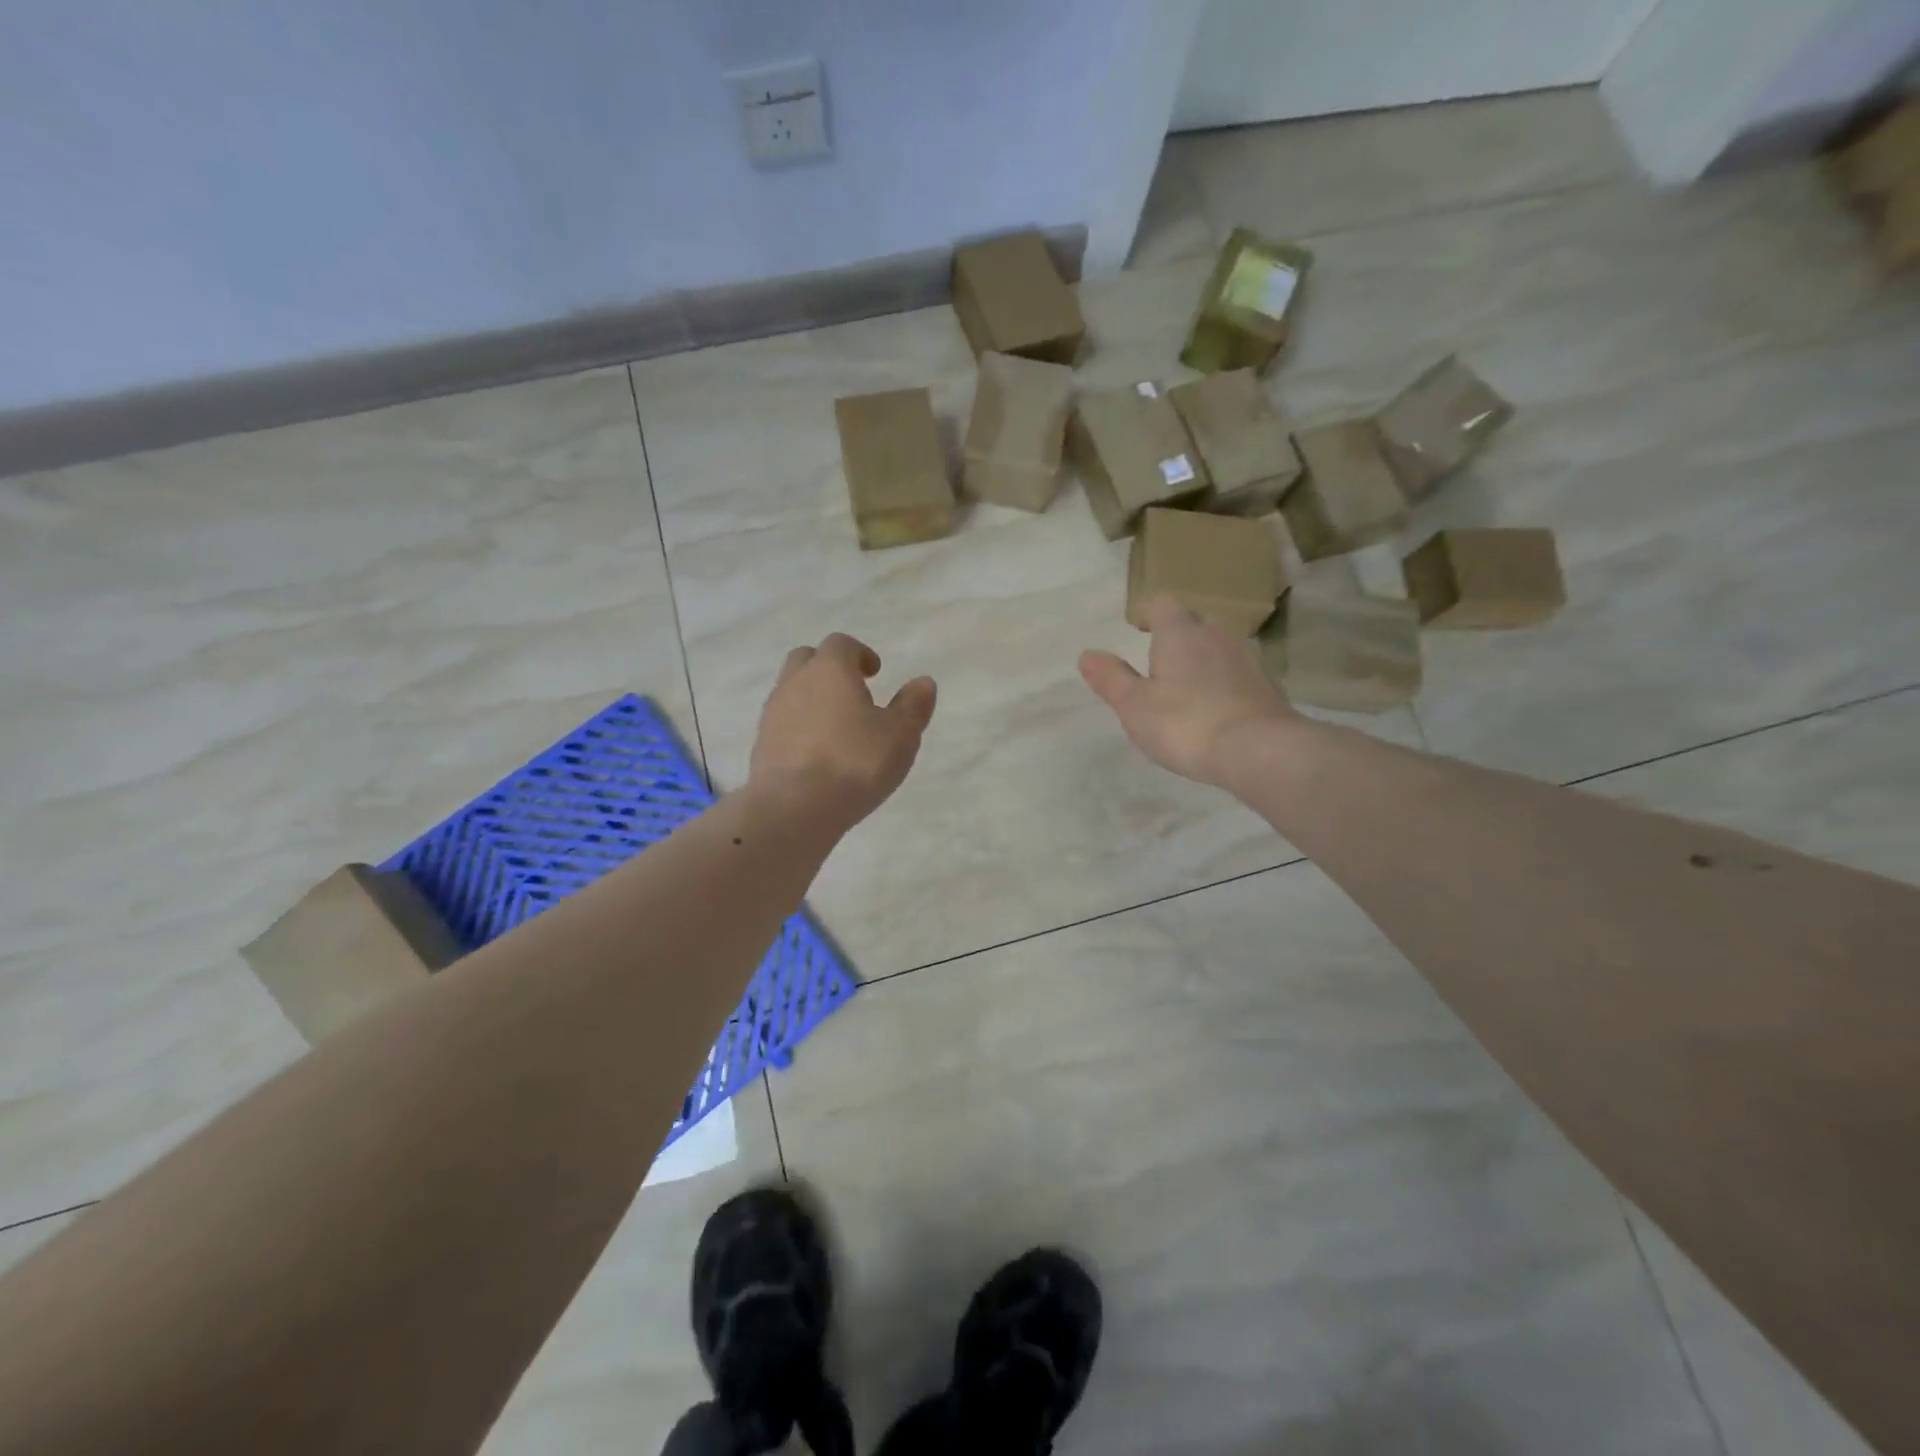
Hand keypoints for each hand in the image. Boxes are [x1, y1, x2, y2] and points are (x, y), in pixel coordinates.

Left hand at [750, 633, 936, 827]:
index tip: (874, 673)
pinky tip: (817, 753)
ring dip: (812, 698)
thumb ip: (913, 706)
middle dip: (828, 668)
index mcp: (830, 670)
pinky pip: (782, 723)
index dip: (860, 654)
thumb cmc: (856, 762)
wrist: (794, 806)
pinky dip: (799, 727)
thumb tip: (923, 682)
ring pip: (791, 690)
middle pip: (807, 659)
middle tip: (852, 691)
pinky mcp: (761, 744)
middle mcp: (796, 682)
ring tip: (836, 727)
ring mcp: (773, 713)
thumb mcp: (900, 735)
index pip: (841, 644)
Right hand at [1078, 597, 1300, 786]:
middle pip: (1191, 621)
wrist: (1259, 750)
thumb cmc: (1185, 723)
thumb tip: (1087, 654)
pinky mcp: (1265, 685)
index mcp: (1179, 632)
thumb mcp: (1135, 705)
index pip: (1161, 604)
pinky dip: (1218, 680)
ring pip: (1215, 646)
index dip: (1145, 611)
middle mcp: (1215, 635)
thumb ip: (1111, 678)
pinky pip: (1233, 671)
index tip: (1134, 623)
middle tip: (1155, 655)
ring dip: (1197, 657)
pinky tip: (1210, 706)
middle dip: (1173, 633)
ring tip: (1181, 682)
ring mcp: (1245, 658)